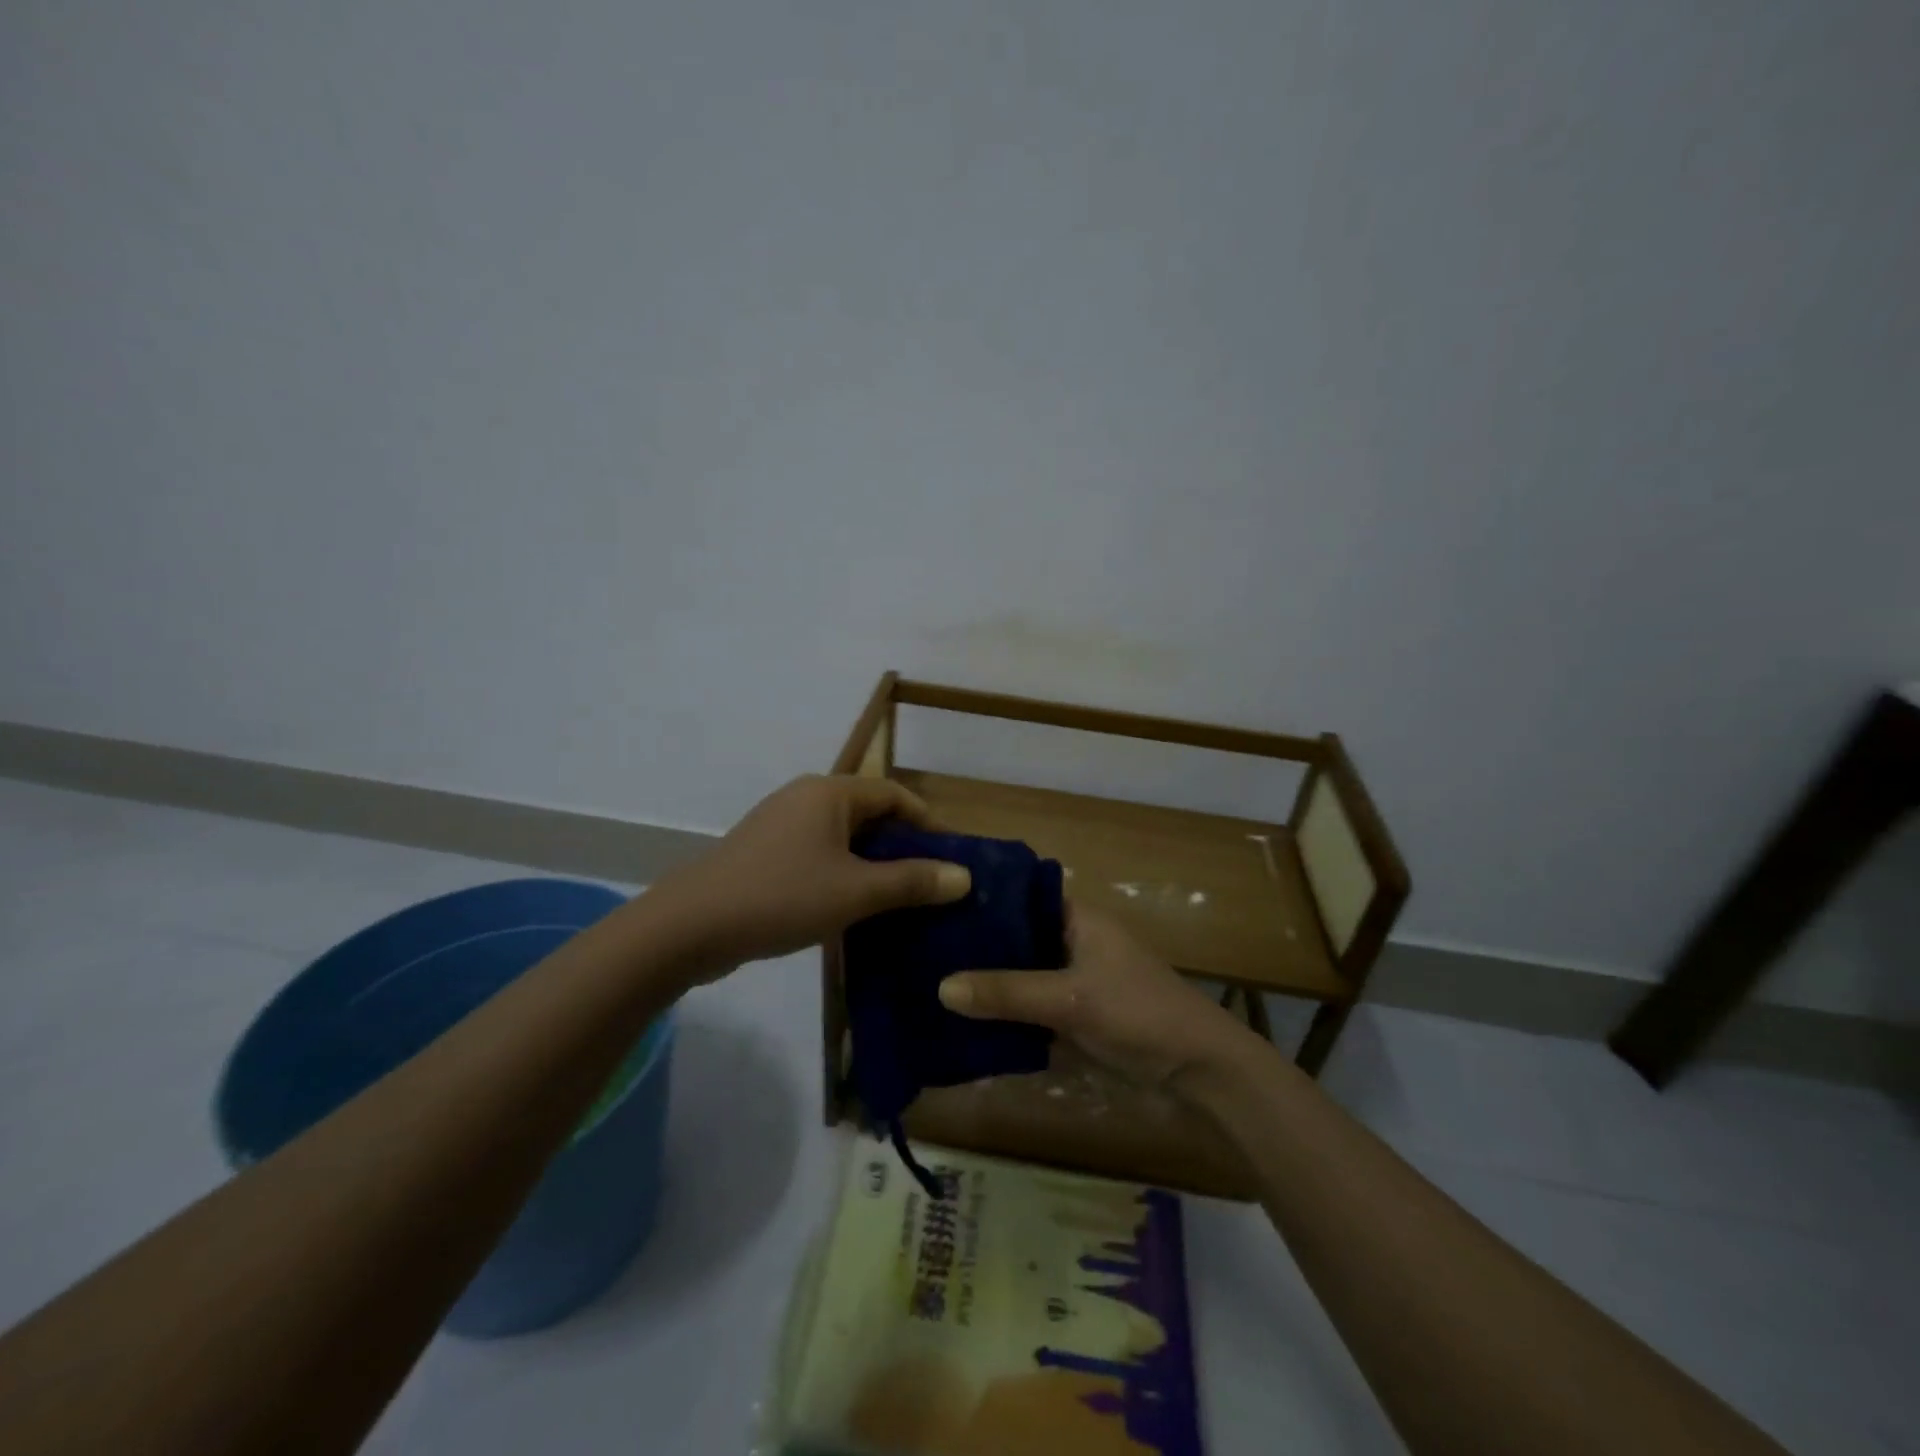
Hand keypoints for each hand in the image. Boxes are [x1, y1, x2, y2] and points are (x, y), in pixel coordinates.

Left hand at [660, 775, 970, 979]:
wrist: (690, 927)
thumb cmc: (781, 897)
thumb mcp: (856, 892)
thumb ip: (912, 882)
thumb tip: (963, 876)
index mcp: (830, 793)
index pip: (894, 795)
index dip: (927, 824)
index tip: (952, 860)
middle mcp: (805, 798)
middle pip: (869, 815)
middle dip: (902, 848)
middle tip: (930, 886)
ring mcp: (780, 825)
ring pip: (843, 839)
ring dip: (873, 866)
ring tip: (899, 902)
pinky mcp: (764, 854)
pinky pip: (818, 856)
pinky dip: (842, 875)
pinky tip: (852, 910)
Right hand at [938, 902, 1249, 1086]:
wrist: (1200, 1070)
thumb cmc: (1138, 1014)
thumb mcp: (1069, 1000)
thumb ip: (1008, 992)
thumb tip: (941, 987)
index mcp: (1077, 919)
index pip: (1020, 897)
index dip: (982, 901)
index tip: (934, 907)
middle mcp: (1073, 942)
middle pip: (1016, 938)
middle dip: (977, 948)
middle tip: (922, 950)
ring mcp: (1074, 980)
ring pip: (1021, 975)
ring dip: (989, 983)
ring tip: (931, 983)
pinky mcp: (1076, 1016)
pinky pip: (1031, 1007)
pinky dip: (1006, 1013)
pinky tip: (966, 1022)